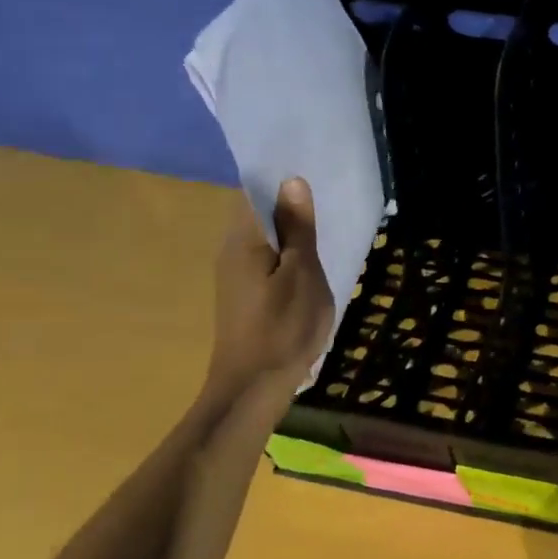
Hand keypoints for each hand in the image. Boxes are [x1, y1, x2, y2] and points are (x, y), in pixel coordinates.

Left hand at [206, 177, 336, 394]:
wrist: (253, 387)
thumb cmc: (283, 327)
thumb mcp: (302, 273)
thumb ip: (298, 229)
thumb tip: (292, 182)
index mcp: (242, 241)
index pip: (253, 193)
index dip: (280, 180)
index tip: (313, 171)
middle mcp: (230, 252)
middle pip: (256, 213)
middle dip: (287, 202)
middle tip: (327, 195)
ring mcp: (235, 275)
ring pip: (262, 237)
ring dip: (289, 228)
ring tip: (324, 224)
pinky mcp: (245, 294)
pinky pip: (265, 258)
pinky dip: (286, 251)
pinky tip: (309, 260)